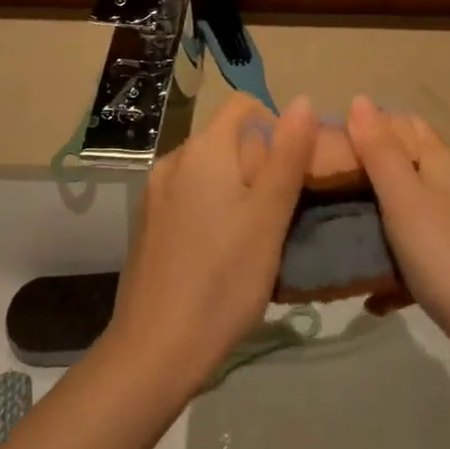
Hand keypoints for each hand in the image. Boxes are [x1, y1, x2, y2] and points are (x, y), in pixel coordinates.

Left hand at [106, 93, 316, 392]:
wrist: (156, 348)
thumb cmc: (224, 278)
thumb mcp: (269, 215)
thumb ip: (288, 154)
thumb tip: (302, 100)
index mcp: (203, 149)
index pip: (244, 105)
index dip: (276, 126)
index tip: (294, 170)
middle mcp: (174, 159)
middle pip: (227, 138)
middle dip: (259, 163)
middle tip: (279, 213)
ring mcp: (155, 192)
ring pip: (209, 171)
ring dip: (237, 188)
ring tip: (254, 237)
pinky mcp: (147, 223)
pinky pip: (189, 196)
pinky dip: (212, 208)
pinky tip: (221, 253)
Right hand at [344, 96, 449, 346]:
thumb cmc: (446, 253)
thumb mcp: (403, 197)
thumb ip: (379, 149)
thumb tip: (360, 99)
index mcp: (441, 162)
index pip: (403, 124)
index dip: (366, 127)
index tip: (324, 147)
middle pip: (403, 167)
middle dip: (364, 175)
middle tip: (321, 191)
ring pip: (406, 213)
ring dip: (374, 223)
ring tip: (336, 237)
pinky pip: (415, 257)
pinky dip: (392, 268)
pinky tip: (370, 294)